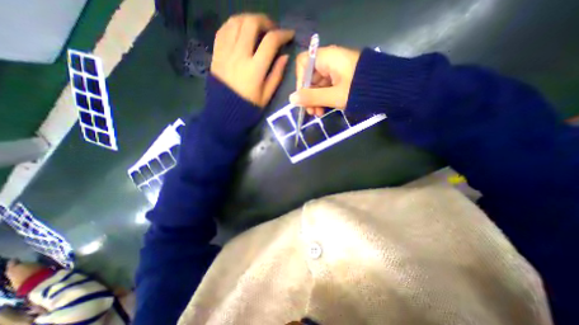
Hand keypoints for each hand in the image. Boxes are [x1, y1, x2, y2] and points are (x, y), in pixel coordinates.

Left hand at [211, 12, 294, 107]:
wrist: (224, 112)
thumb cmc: (248, 106)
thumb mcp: (267, 95)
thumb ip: (277, 75)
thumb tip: (285, 56)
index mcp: (254, 69)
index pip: (270, 42)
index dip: (283, 34)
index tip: (289, 35)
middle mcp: (239, 55)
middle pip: (252, 23)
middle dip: (265, 21)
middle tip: (272, 29)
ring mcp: (225, 52)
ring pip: (236, 21)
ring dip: (249, 20)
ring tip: (257, 29)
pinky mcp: (216, 52)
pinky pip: (224, 29)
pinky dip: (234, 25)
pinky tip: (241, 31)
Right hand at [290, 46, 360, 114]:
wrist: (388, 89)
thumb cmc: (359, 91)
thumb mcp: (333, 96)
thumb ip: (311, 97)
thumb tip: (291, 99)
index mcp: (328, 58)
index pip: (303, 63)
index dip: (300, 80)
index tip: (303, 97)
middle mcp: (330, 61)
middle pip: (310, 76)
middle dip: (309, 96)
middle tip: (311, 112)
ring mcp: (336, 70)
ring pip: (318, 84)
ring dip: (315, 100)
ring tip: (318, 114)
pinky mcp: (341, 78)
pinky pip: (326, 87)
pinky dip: (323, 99)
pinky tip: (324, 110)